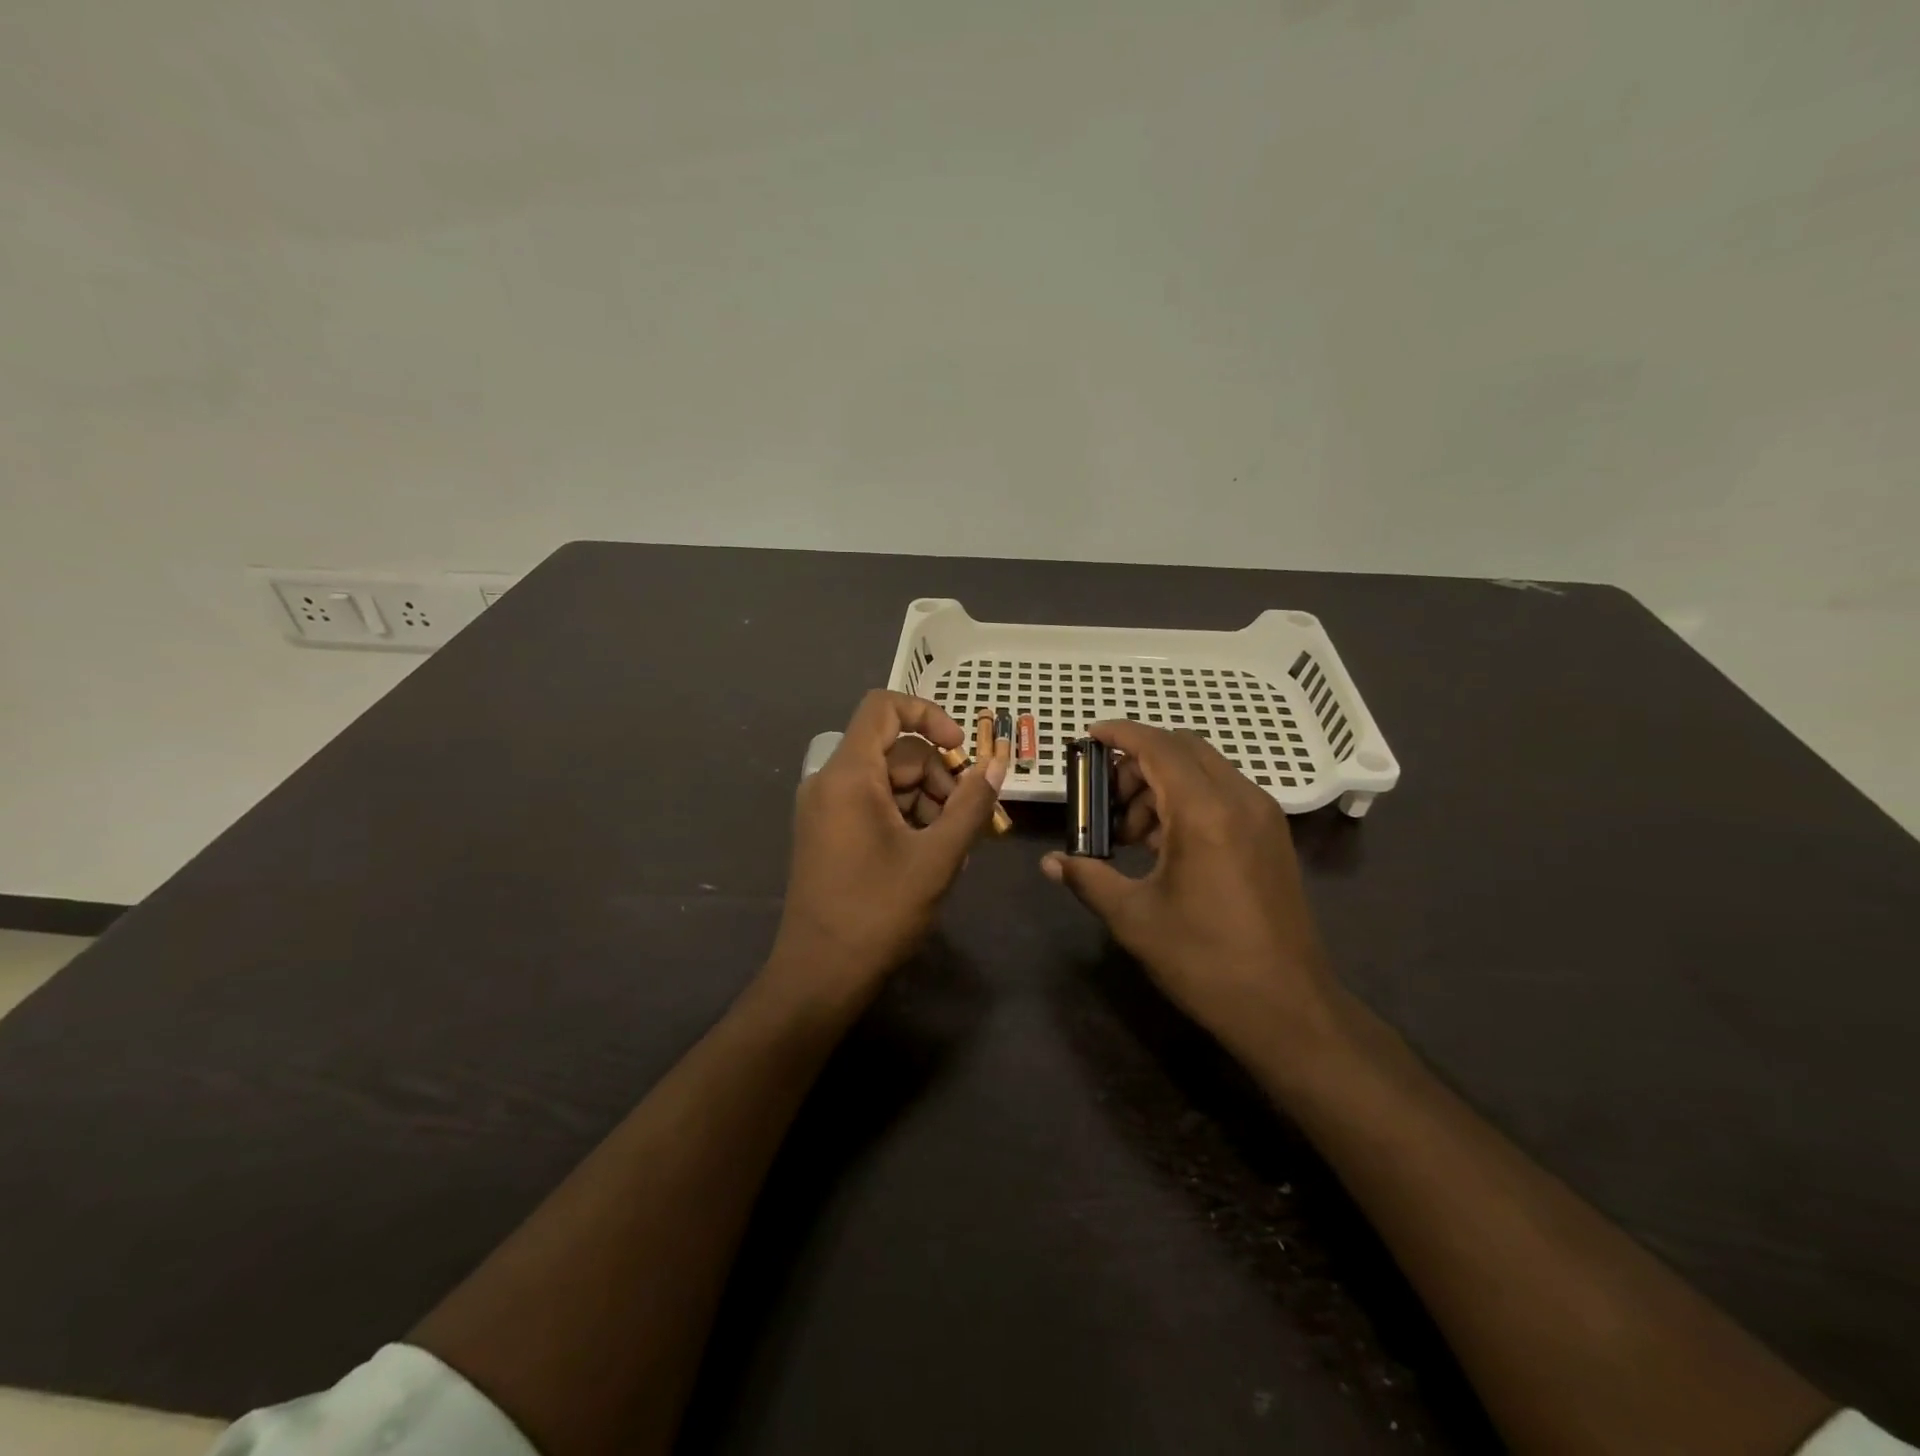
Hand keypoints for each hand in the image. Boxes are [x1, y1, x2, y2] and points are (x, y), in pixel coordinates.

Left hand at [772, 691, 1008, 996]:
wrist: (820, 975)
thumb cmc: (878, 912)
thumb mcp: (937, 857)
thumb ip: (971, 805)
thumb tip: (997, 764)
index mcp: (848, 775)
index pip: (883, 707)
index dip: (928, 714)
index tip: (960, 749)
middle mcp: (830, 782)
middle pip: (895, 751)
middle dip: (939, 776)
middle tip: (969, 819)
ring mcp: (826, 809)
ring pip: (889, 781)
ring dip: (928, 802)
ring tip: (954, 846)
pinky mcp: (829, 833)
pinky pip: (874, 805)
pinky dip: (907, 818)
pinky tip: (931, 855)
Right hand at [1041, 721, 1342, 1051]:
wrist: (1286, 1007)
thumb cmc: (1204, 960)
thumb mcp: (1134, 918)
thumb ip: (1088, 878)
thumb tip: (1049, 863)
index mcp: (1205, 812)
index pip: (1158, 746)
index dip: (1120, 734)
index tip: (1088, 737)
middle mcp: (1240, 799)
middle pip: (1184, 749)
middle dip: (1139, 761)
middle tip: (1106, 796)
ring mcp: (1262, 817)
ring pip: (1205, 770)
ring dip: (1162, 782)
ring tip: (1132, 832)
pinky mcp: (1272, 837)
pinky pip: (1223, 794)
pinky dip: (1187, 800)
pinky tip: (1165, 844)